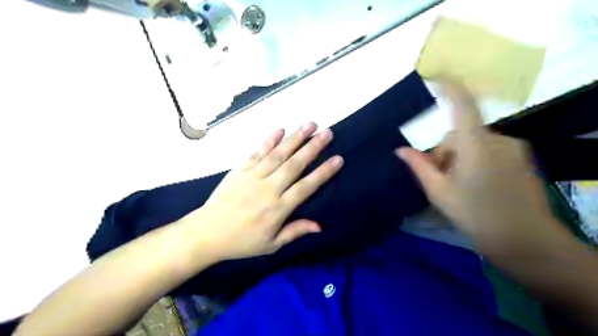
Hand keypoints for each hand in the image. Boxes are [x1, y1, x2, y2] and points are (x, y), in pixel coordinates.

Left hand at [180, 124, 343, 262]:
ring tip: (310, 125)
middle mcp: (268, 188)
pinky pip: (257, 152)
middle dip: (313, 147)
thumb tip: (319, 226)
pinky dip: (268, 140)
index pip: (306, 186)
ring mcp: (253, 176)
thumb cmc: (242, 241)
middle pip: (294, 164)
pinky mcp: (240, 170)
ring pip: (278, 154)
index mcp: (278, 208)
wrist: (207, 232)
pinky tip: (280, 129)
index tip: (337, 159)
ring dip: (295, 138)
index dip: (323, 172)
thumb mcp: (271, 244)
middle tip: (327, 133)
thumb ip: (295, 232)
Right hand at [396, 79, 560, 254]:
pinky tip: (476, 185)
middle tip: (439, 178)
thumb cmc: (476, 215)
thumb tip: (400, 150)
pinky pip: (488, 150)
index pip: (462, 106)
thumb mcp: (439, 192)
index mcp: (475, 145)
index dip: (450, 87)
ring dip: (459, 158)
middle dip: (444, 152)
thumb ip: (419, 166)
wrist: (526, 241)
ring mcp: (512, 149)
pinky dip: (475, 161)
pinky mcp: (520, 158)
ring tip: (458, 186)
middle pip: (460, 134)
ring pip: (473, 143)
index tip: (436, 76)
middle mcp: (496, 139)